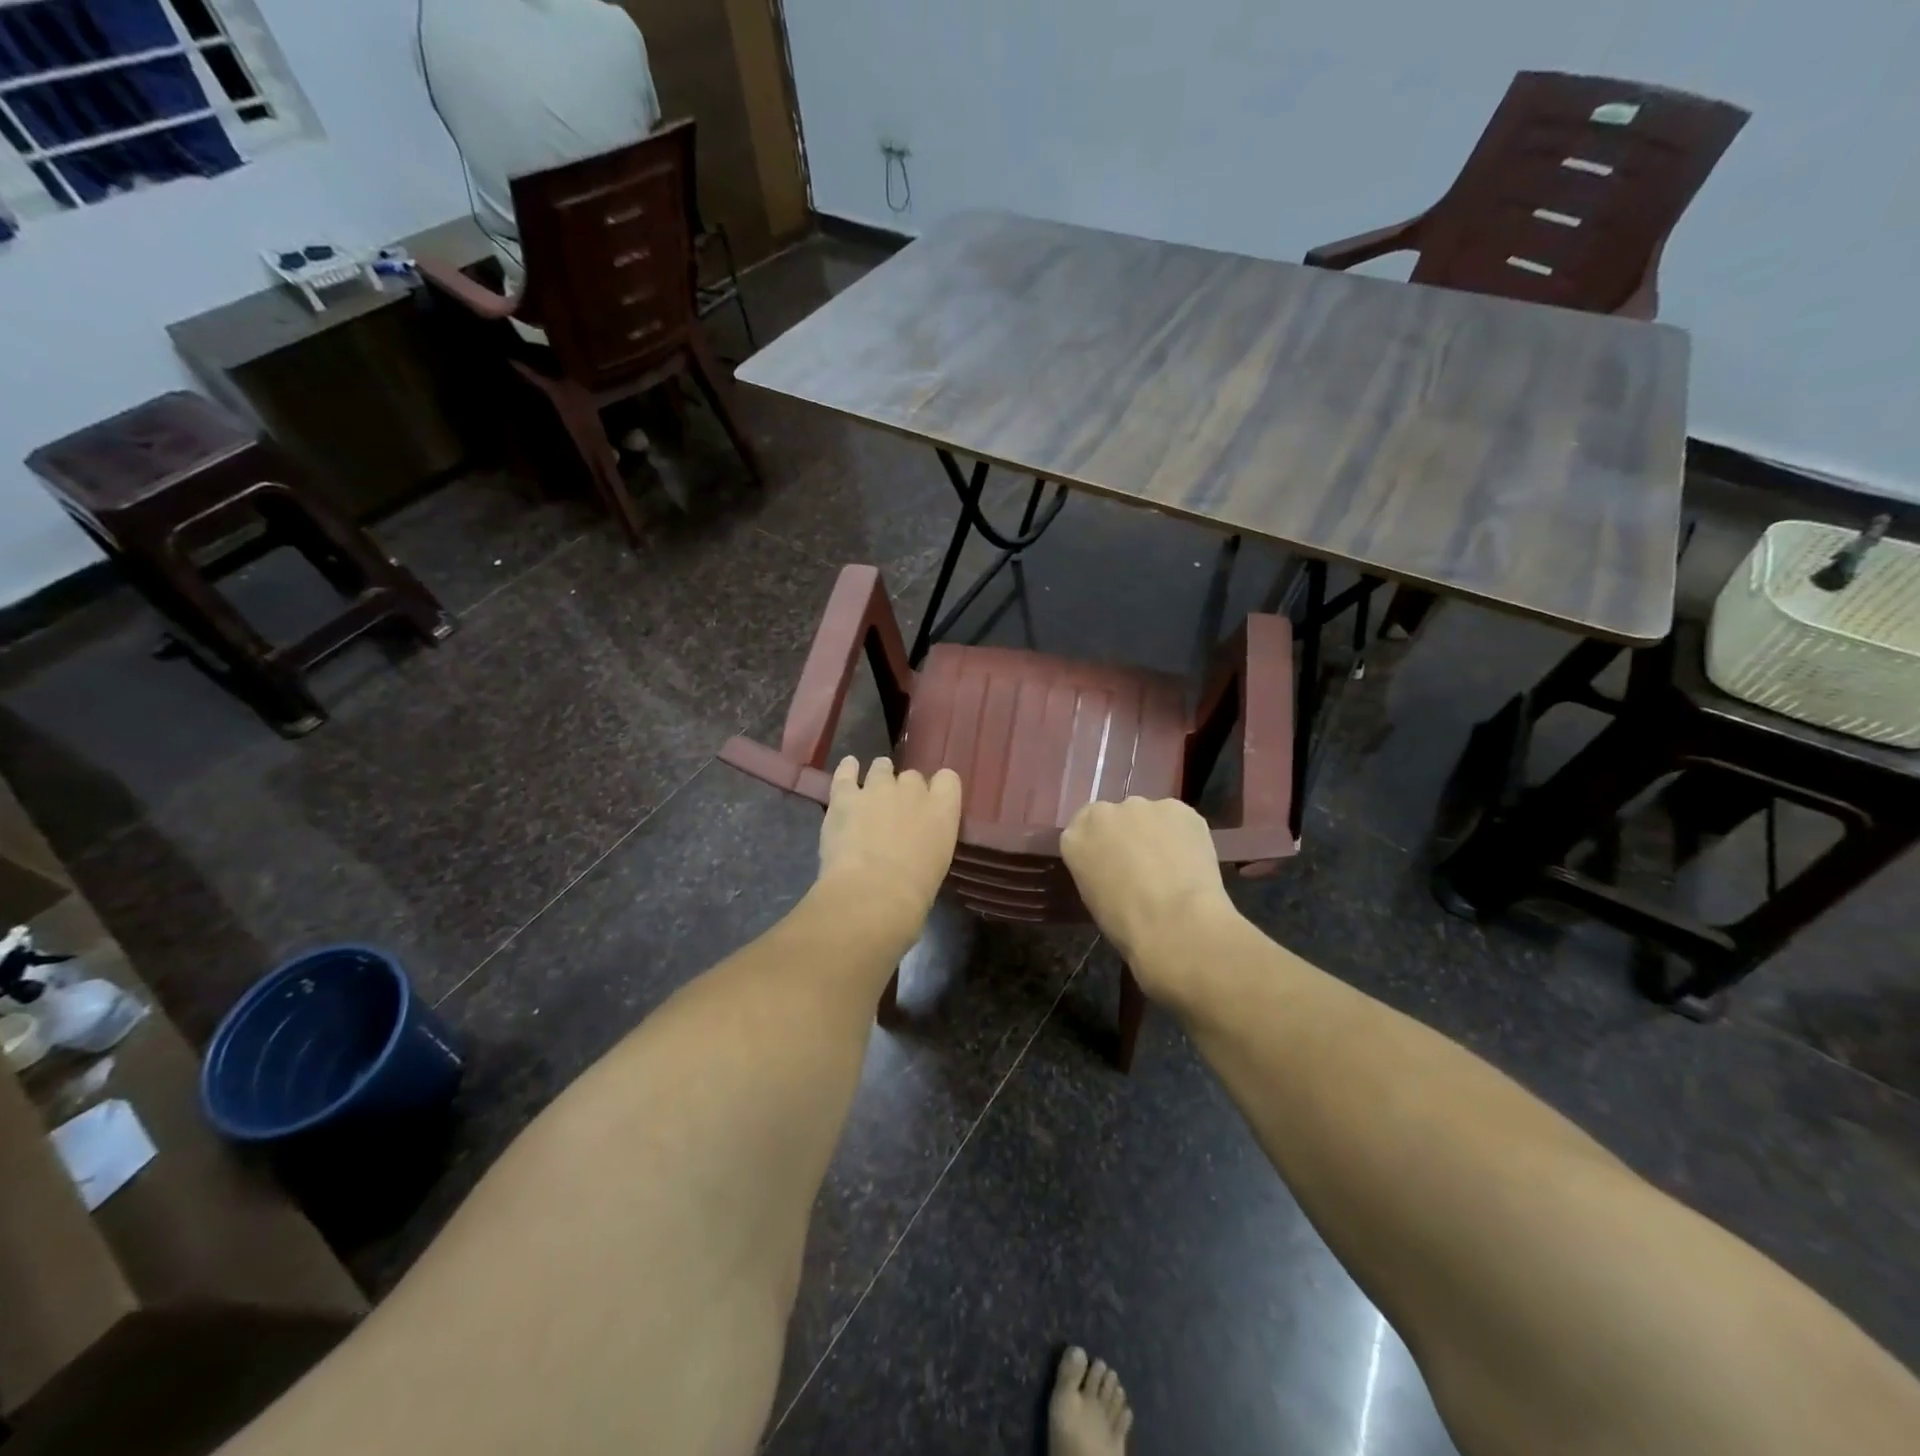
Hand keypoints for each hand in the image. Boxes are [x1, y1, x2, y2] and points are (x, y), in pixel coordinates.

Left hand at [816, 757, 961, 937]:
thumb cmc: (914, 892)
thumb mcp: (937, 863)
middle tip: (896, 811)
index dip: (938, 788)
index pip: (948, 780)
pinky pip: (846, 774)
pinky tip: (848, 767)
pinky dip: (847, 770)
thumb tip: (917, 844)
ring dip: (879, 777)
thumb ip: (930, 841)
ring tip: (873, 788)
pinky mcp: (845, 797)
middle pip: (912, 776)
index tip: (931, 802)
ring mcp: (877, 789)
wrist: (873, 894)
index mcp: (943, 809)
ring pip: (881, 768)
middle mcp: (912, 791)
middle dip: (905, 790)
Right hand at [1061, 798, 1240, 998]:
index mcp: (1074, 838)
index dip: (1102, 846)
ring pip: (1150, 816)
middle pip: (1116, 817)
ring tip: (1173, 866)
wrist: (1175, 923)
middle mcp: (1104, 813)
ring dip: (1157, 834)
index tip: (1114, 863)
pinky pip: (1180, 820)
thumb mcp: (1094, 897)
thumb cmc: (1126, 924)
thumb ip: (1098, 870)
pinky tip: (1192, 861)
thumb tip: (1117, 868)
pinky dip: (1185, 836)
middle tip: (1144, 864)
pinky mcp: (1178, 808)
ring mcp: (1142, 806)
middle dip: (1128, 835)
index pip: (1083, 831)